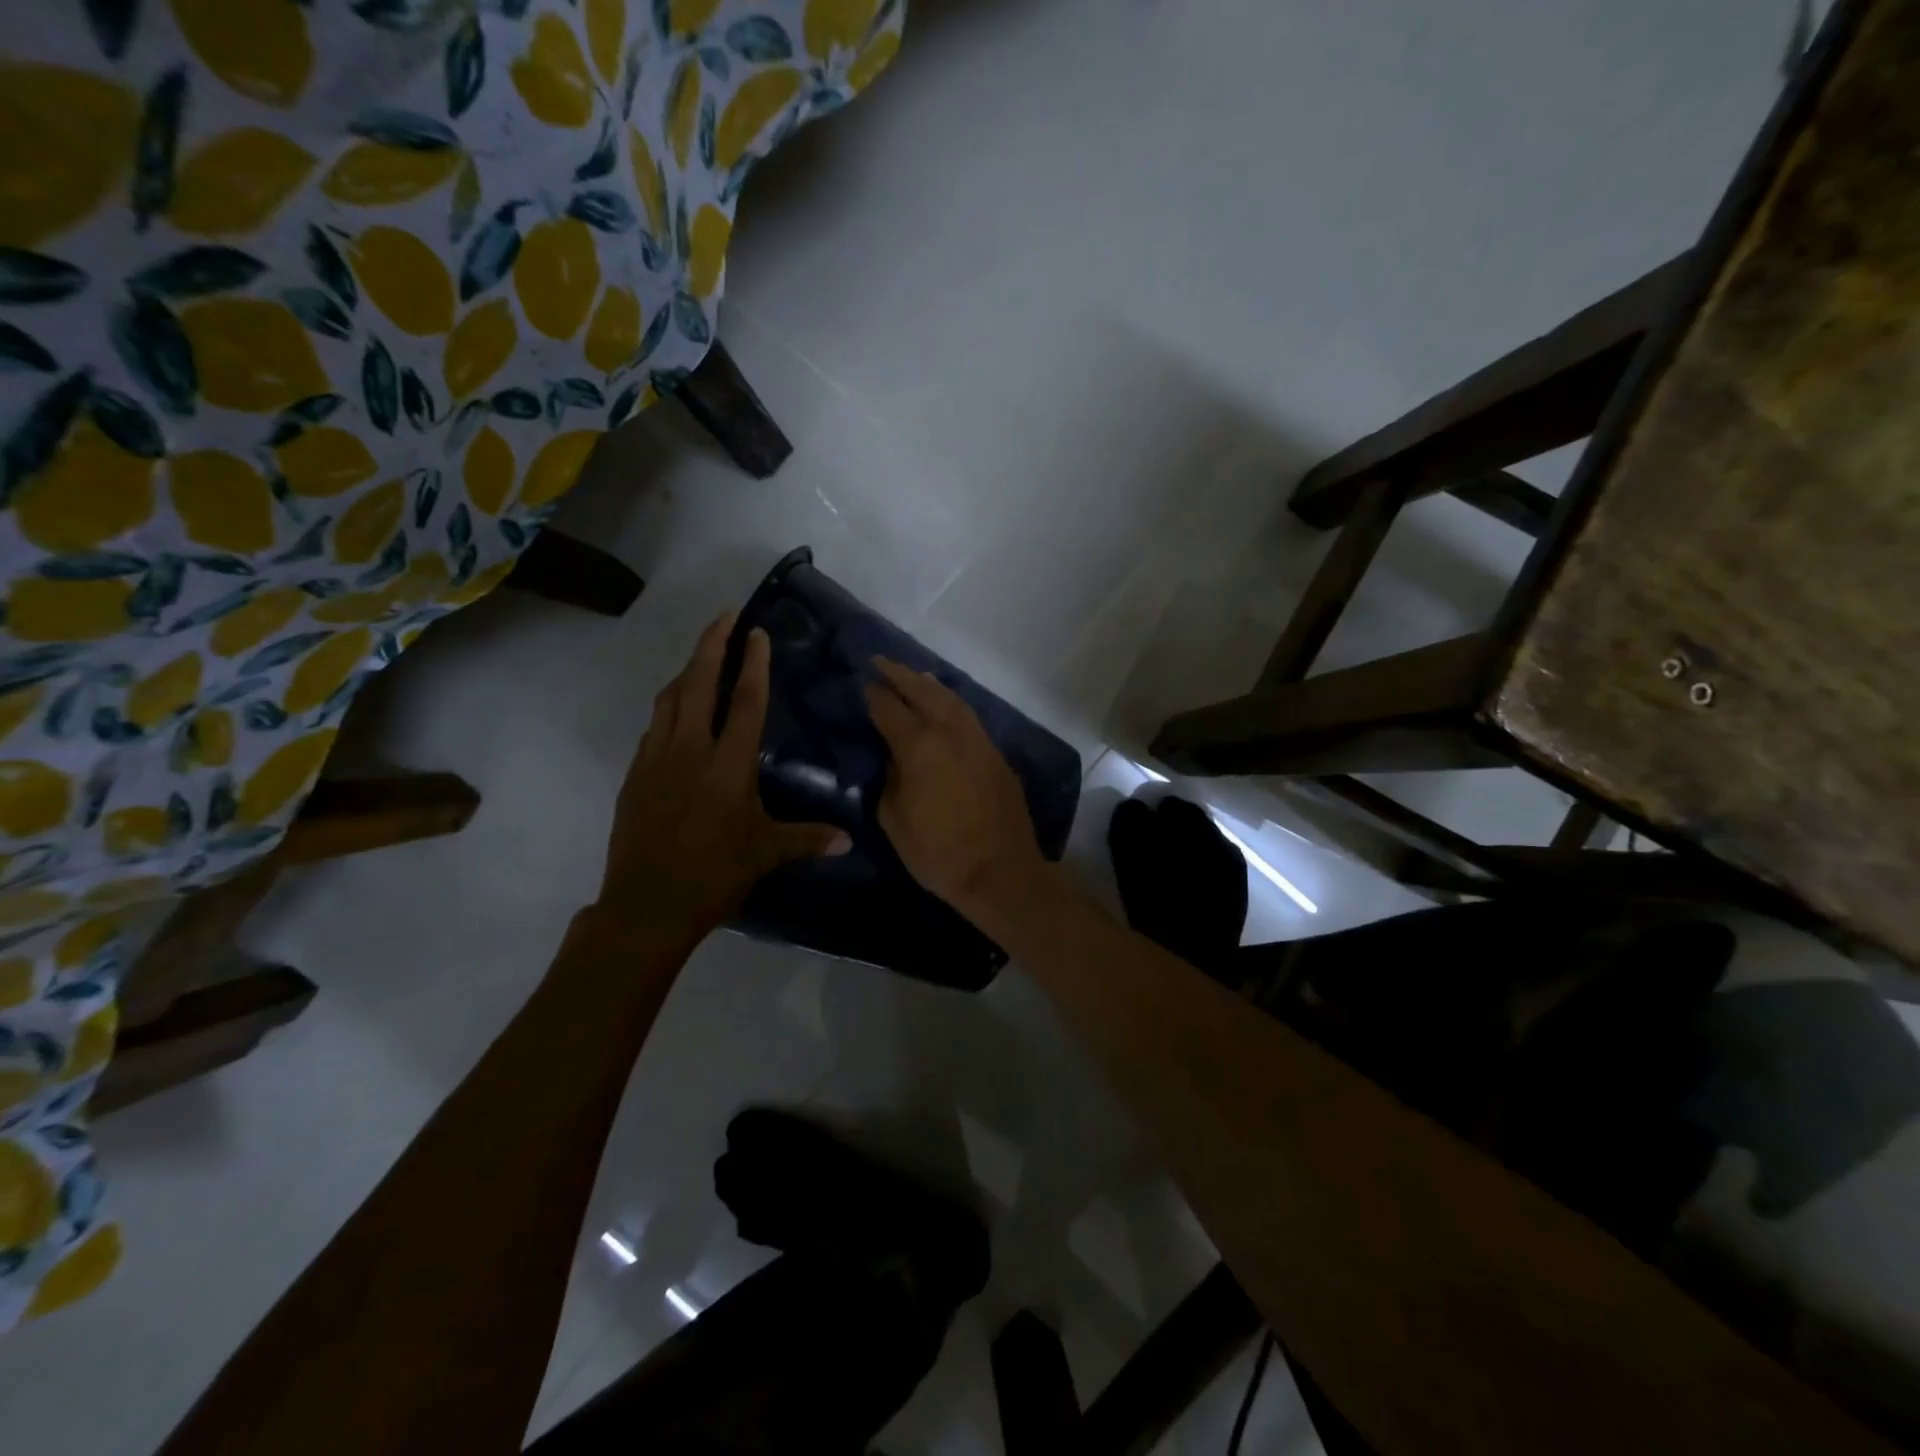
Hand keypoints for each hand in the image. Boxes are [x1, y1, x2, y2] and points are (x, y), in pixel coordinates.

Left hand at [598, 613, 847, 940]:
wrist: (647, 905)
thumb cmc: (714, 875)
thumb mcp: (766, 854)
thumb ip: (808, 838)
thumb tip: (849, 841)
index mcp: (728, 764)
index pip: (745, 701)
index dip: (753, 663)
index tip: (756, 632)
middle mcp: (691, 750)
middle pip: (698, 682)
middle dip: (711, 644)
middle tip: (724, 616)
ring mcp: (656, 759)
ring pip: (669, 699)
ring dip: (686, 671)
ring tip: (701, 657)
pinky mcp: (635, 775)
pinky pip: (654, 726)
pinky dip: (669, 707)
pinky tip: (678, 713)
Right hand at [864, 659, 1047, 917]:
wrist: (1000, 871)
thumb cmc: (938, 851)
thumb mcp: (894, 818)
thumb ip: (890, 779)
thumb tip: (895, 758)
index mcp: (919, 744)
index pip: (888, 707)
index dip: (872, 694)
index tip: (861, 683)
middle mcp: (950, 730)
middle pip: (922, 690)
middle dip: (899, 674)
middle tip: (880, 662)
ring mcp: (978, 739)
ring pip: (952, 698)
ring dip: (929, 684)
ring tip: (914, 677)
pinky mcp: (996, 754)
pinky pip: (969, 716)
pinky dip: (952, 704)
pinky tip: (945, 707)